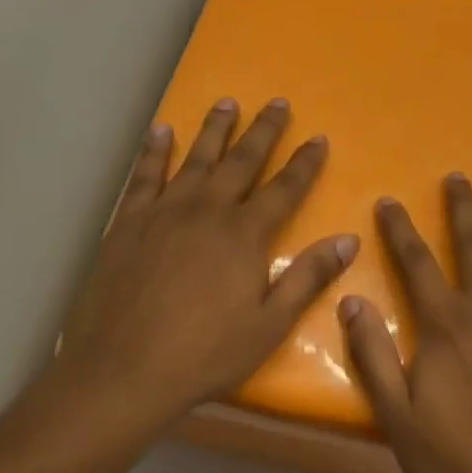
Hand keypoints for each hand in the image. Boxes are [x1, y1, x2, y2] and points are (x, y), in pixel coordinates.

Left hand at [16, 98, 358, 455]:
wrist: (122, 370)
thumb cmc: (206, 353)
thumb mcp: (270, 324)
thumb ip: (308, 277)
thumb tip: (348, 240)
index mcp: (244, 235)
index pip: (284, 189)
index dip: (304, 163)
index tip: (318, 137)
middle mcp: (206, 211)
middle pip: (241, 162)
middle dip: (263, 131)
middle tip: (277, 102)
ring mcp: (163, 213)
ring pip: (195, 159)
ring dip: (214, 129)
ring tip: (227, 102)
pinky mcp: (127, 224)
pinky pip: (144, 176)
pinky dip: (155, 152)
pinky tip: (162, 132)